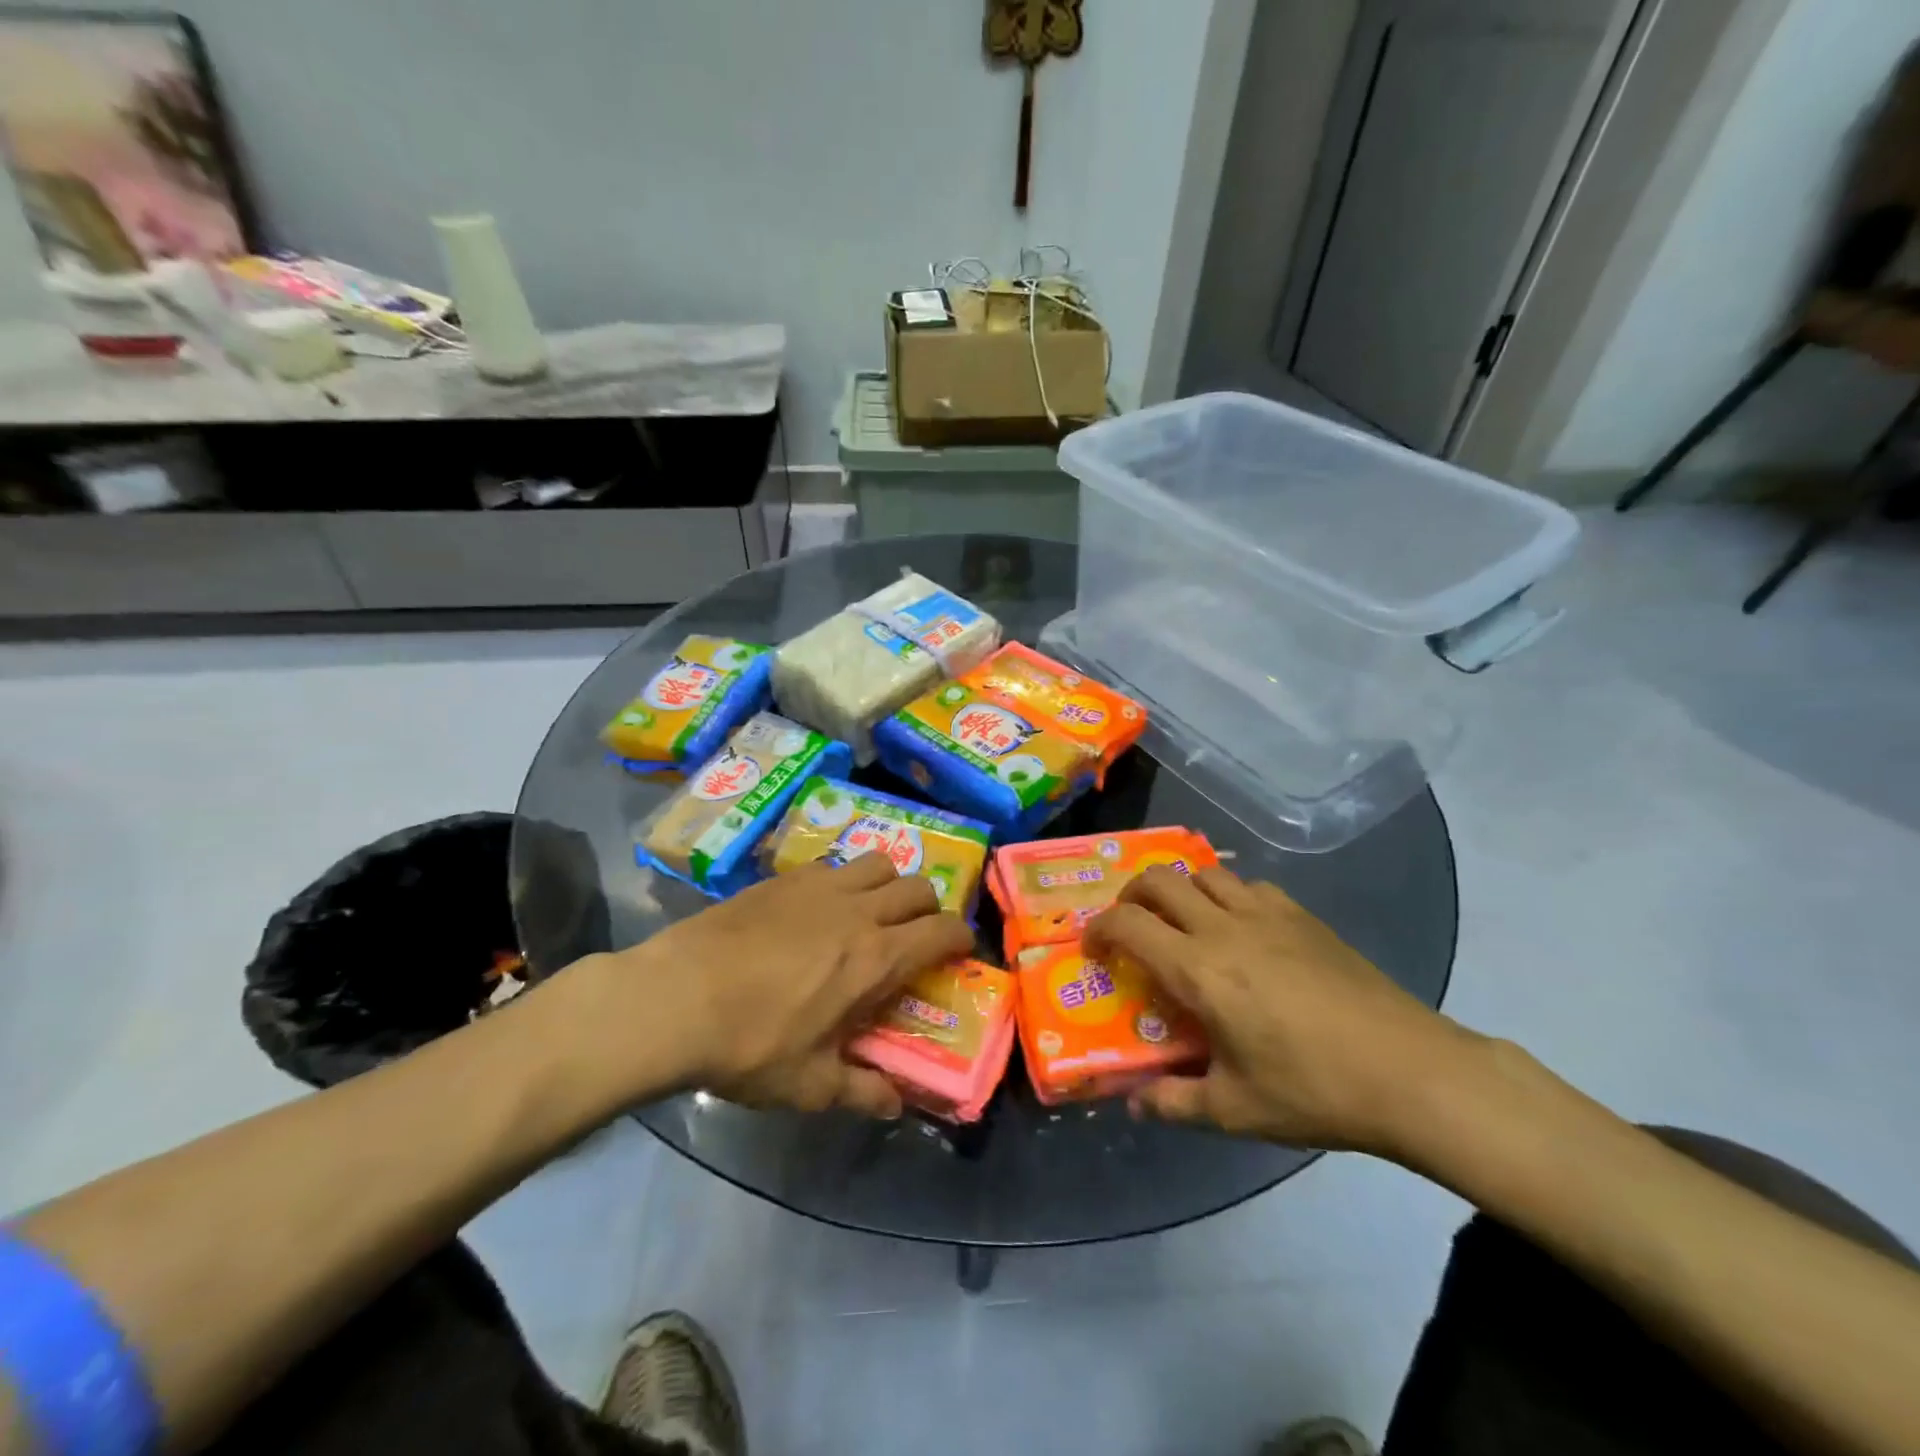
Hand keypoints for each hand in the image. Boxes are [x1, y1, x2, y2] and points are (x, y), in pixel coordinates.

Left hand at [576, 854, 972, 1118]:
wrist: (674, 998)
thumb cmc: (749, 1045)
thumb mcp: (808, 1084)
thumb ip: (860, 1092)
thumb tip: (895, 1106)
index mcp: (875, 958)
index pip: (943, 930)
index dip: (961, 938)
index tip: (959, 952)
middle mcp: (858, 911)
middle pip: (918, 886)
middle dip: (929, 908)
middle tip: (914, 936)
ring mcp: (819, 886)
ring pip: (879, 862)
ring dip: (888, 883)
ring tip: (871, 911)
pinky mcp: (783, 877)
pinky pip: (832, 863)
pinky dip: (843, 879)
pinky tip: (819, 907)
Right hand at [1085, 866, 1479, 1153]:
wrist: (1411, 1071)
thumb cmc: (1314, 1090)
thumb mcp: (1234, 1110)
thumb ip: (1174, 1102)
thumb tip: (1133, 1104)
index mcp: (1198, 970)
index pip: (1128, 925)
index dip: (1099, 930)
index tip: (1093, 950)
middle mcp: (1224, 928)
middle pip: (1159, 881)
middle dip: (1130, 896)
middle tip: (1130, 927)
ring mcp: (1267, 915)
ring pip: (1204, 873)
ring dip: (1179, 889)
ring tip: (1181, 922)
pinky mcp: (1303, 916)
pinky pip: (1249, 886)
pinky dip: (1228, 895)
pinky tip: (1240, 928)